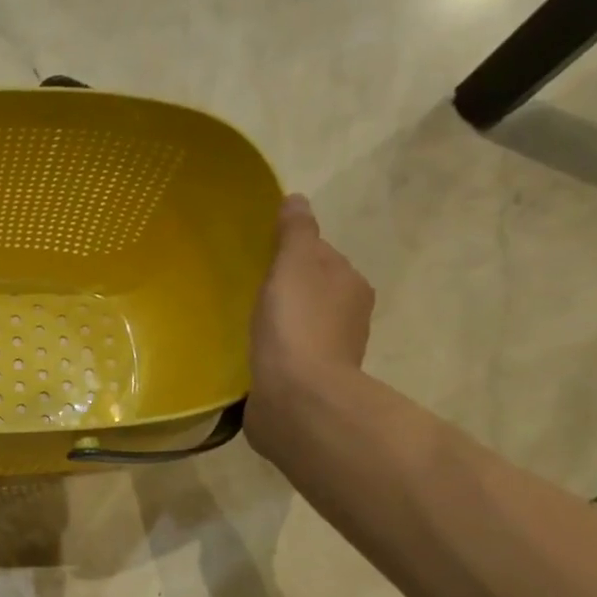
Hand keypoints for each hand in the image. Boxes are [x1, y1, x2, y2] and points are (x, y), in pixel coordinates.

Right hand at [244, 194, 373, 451]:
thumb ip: (295, 232)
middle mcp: (349, 317)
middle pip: (314, 291)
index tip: (261, 259)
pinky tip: (251, 355)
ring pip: (302, 326)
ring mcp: (330, 353)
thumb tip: (297, 199)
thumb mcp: (294, 265)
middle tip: (249, 291)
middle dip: (288, 290)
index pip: (322, 257)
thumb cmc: (297, 323)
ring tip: (246, 324)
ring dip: (281, 324)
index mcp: (351, 284)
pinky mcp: (307, 383)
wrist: (298, 397)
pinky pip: (288, 356)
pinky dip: (274, 352)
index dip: (293, 254)